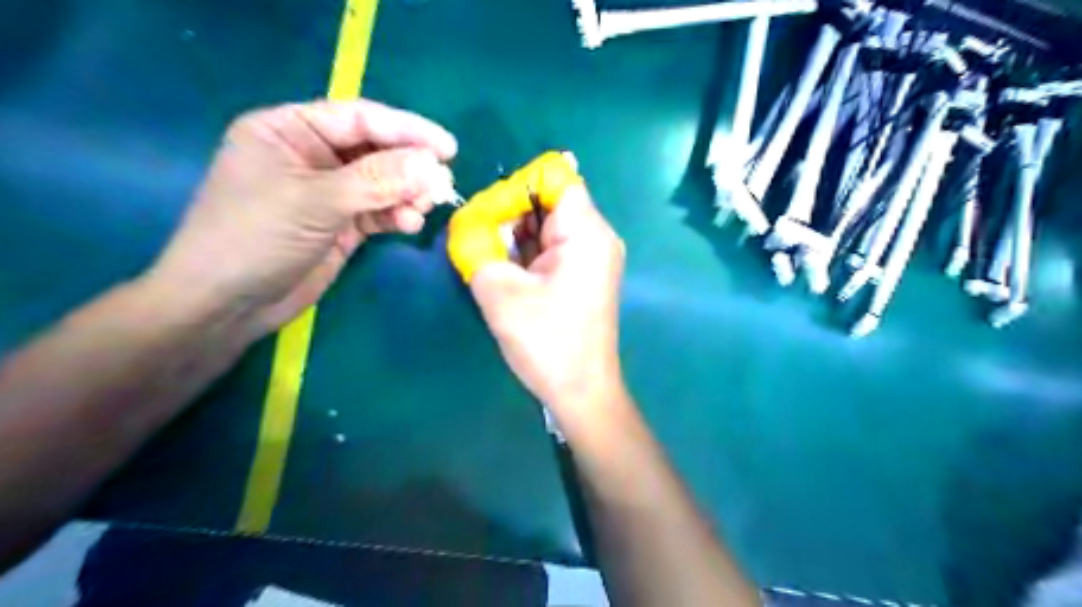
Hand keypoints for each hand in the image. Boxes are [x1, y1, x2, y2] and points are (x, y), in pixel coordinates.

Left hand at [147, 101, 454, 334]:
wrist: (229, 305)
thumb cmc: (255, 238)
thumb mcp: (314, 201)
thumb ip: (375, 181)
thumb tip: (432, 166)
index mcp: (290, 130)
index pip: (359, 119)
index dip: (406, 129)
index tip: (448, 147)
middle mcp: (312, 155)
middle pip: (375, 150)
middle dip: (410, 166)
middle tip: (443, 182)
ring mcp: (329, 192)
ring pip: (382, 183)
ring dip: (408, 194)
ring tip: (426, 208)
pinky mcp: (342, 224)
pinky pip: (379, 211)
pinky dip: (397, 216)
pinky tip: (410, 225)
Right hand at [471, 185, 626, 420]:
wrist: (581, 392)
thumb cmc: (545, 341)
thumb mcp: (499, 290)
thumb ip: (477, 246)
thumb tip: (466, 222)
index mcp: (585, 232)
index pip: (553, 177)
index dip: (516, 187)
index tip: (489, 217)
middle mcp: (596, 236)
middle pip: (549, 199)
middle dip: (511, 213)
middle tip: (480, 240)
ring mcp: (593, 256)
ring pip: (548, 224)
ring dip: (515, 235)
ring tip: (490, 259)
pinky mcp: (585, 274)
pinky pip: (553, 247)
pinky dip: (527, 252)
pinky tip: (507, 272)